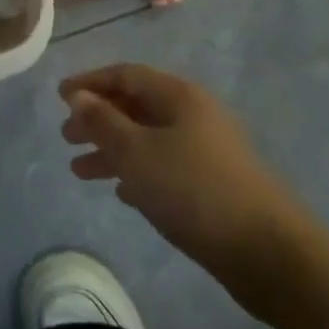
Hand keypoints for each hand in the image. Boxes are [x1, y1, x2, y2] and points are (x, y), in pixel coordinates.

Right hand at [60, 63, 311, 315]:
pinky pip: (164, 166)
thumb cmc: (194, 191)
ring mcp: (207, 150)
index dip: (89, 83)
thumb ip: (103, 122)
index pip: (126, 75)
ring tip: (79, 172)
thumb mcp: (137, 152)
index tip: (59, 98)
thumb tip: (77, 96)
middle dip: (98, 119)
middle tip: (66, 138)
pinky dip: (138, 172)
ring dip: (112, 150)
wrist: (269, 253)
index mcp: (179, 96)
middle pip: (136, 106)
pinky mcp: (214, 185)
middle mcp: (194, 115)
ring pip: (148, 139)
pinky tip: (121, 191)